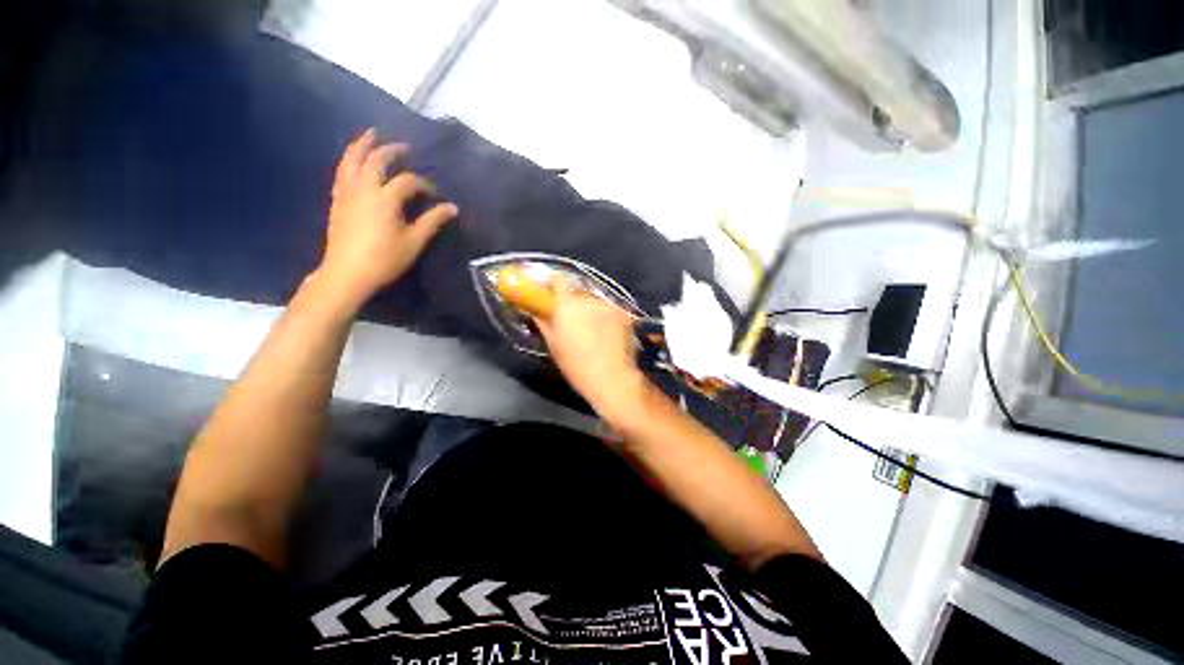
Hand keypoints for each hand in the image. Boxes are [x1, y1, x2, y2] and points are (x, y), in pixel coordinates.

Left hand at [318, 128, 457, 306]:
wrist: (347, 273)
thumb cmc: (385, 259)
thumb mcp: (414, 242)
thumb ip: (432, 221)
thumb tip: (452, 207)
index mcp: (384, 199)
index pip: (407, 181)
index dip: (423, 183)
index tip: (434, 193)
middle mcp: (363, 189)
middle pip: (376, 160)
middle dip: (391, 150)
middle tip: (404, 146)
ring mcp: (346, 193)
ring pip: (351, 160)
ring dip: (362, 145)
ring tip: (371, 135)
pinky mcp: (337, 200)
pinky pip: (341, 172)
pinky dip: (349, 160)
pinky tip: (354, 160)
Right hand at [533, 278, 646, 419]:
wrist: (612, 378)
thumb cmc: (576, 365)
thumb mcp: (553, 344)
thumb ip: (542, 321)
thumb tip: (532, 309)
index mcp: (568, 304)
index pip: (559, 279)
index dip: (553, 284)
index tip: (549, 295)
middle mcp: (589, 299)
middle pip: (577, 291)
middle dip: (572, 301)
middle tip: (570, 319)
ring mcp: (609, 305)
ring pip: (594, 301)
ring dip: (589, 310)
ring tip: (591, 330)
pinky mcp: (624, 314)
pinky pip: (609, 310)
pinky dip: (605, 317)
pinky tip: (607, 335)